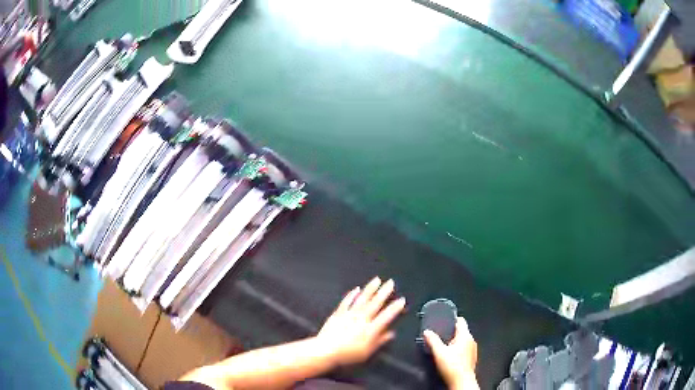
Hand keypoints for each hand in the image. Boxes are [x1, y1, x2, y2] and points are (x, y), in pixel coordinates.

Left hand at [316, 277, 405, 366]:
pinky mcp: (338, 314)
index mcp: (370, 329)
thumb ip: (380, 341)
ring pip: (362, 299)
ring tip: (377, 280)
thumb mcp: (367, 352)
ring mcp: (349, 314)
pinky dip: (352, 294)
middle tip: (390, 282)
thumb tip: (390, 334)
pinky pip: (346, 301)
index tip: (401, 300)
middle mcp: (361, 319)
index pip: (386, 316)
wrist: (326, 351)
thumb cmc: (347, 354)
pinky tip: (356, 289)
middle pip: (375, 303)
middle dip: (384, 292)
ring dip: (370, 289)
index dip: (395, 308)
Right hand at [424, 317, 478, 389]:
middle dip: (450, 331)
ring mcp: (473, 349)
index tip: (443, 321)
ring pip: (463, 340)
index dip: (451, 319)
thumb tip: (427, 332)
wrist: (462, 382)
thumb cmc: (452, 367)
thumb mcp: (439, 352)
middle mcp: (471, 340)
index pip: (461, 321)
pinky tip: (449, 355)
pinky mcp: (471, 357)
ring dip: (454, 341)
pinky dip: (457, 349)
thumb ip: (432, 341)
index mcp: (465, 336)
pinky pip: (464, 348)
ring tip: (442, 345)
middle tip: (439, 334)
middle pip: (461, 330)